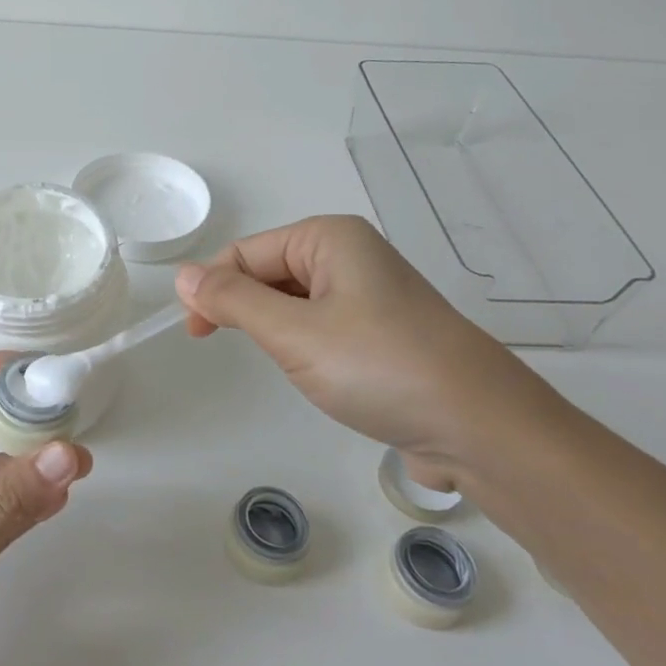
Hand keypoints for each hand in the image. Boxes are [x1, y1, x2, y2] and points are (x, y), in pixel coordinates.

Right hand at [174, 215, 555, 490]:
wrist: (482, 428)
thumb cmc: (379, 367)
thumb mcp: (293, 333)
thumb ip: (232, 300)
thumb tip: (184, 275)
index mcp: (329, 238)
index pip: (245, 252)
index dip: (212, 288)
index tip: (195, 334)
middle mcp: (351, 254)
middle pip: (268, 271)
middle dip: (243, 307)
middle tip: (229, 351)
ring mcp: (371, 292)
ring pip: (293, 300)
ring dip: (274, 328)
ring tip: (286, 364)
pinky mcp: (384, 329)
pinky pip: (322, 323)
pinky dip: (303, 344)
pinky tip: (314, 371)